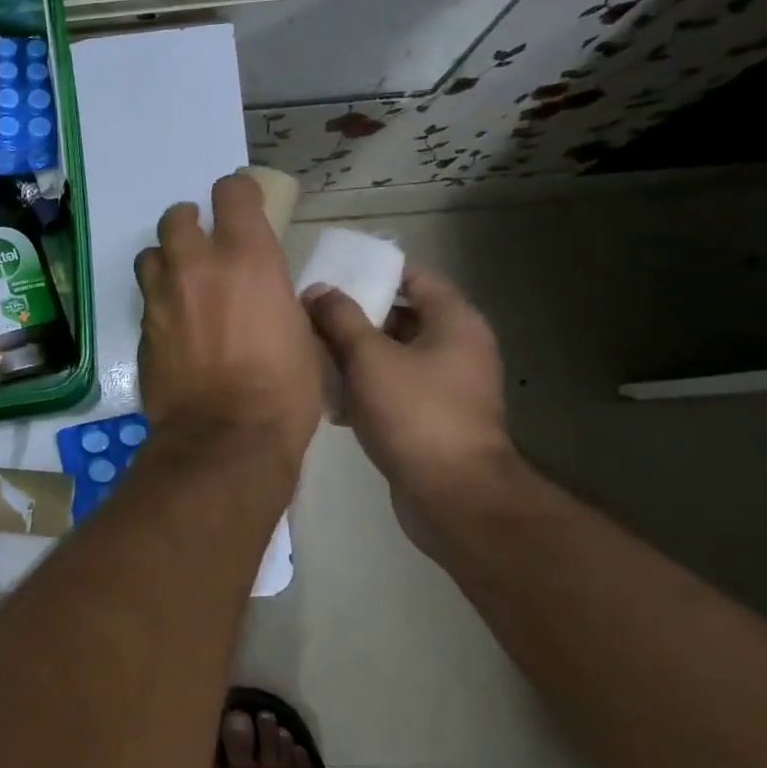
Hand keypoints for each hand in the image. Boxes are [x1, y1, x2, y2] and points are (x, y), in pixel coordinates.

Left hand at [135, 174, 323, 469]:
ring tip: (181, 282)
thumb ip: (279, 300)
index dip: (238, 193)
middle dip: (190, 222)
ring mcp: (161, 297)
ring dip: (165, 260)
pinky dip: (159, 302)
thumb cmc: (283, 388)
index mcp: (246, 257)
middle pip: (175, 217)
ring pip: (150, 255)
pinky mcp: (141, 330)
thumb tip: (275, 298)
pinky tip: (174, 326)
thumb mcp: (302, 334)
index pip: (232, 191)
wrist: (225, 437)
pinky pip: (146, 300)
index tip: (244, 206)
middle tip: (204, 243)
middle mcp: (195, 266)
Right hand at [304, 265, 518, 551]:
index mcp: (454, 323)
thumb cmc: (415, 414)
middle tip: (310, 316)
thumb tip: (318, 290)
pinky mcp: (430, 417)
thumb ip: (340, 318)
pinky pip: (391, 387)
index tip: (332, 275)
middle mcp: (456, 348)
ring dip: (352, 353)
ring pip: (391, 354)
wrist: (452, 496)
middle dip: (353, 315)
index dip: (374, 271)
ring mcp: (445, 385)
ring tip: (310, 353)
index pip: (415, 277)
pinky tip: (328, 396)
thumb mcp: (369, 358)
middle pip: (400, 316)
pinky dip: (362, 386)